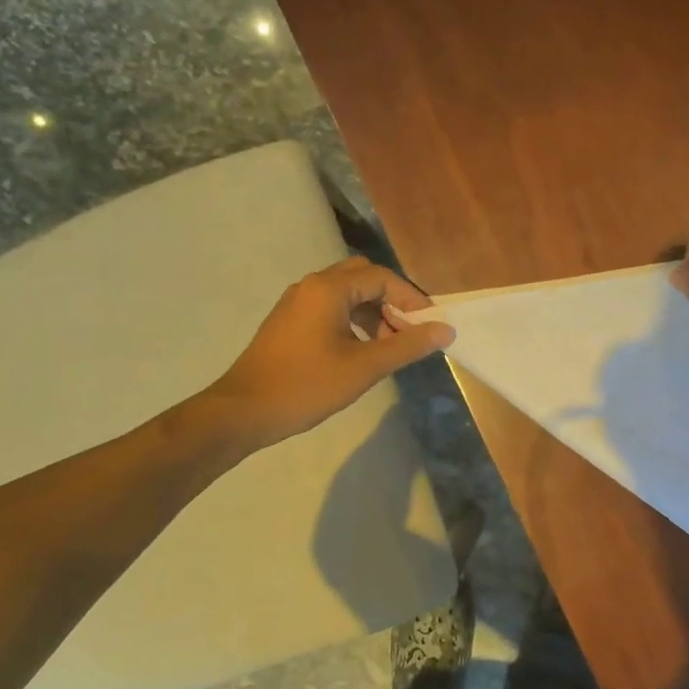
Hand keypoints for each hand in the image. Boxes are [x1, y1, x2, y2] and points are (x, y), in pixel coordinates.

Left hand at [204, 257, 454, 449]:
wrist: (244, 411)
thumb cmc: (306, 386)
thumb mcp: (364, 368)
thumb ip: (407, 346)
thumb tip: (445, 330)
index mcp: (328, 289)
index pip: (382, 278)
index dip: (411, 299)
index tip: (431, 325)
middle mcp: (311, 286)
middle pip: (363, 278)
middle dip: (392, 301)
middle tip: (409, 331)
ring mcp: (297, 302)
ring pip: (346, 294)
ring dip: (373, 312)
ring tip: (390, 345)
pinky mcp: (289, 321)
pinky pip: (330, 308)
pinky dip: (353, 320)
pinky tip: (362, 349)